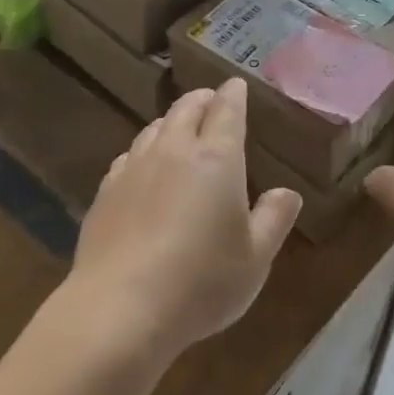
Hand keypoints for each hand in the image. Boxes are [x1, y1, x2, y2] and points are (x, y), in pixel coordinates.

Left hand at [68, 79, 302, 363]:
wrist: (120, 309)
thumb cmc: (201, 282)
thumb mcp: (255, 258)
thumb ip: (274, 220)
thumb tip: (287, 193)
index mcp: (217, 158)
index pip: (227, 110)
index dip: (233, 94)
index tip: (237, 85)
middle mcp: (174, 151)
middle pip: (186, 109)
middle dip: (202, 99)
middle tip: (210, 100)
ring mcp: (135, 168)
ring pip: (154, 128)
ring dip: (171, 121)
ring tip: (179, 128)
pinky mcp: (106, 192)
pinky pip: (128, 156)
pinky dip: (143, 150)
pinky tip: (143, 166)